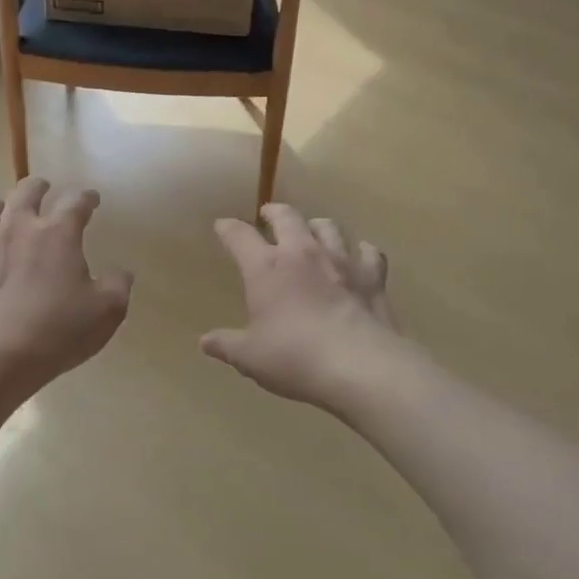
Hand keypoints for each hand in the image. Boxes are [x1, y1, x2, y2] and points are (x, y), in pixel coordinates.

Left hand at [0, 177, 132, 394]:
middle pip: (26, 191)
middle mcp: (18, 227)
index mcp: (57, 233)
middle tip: (44, 188)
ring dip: (0, 207)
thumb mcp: (106, 312)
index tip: (92, 199)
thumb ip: (117, 286)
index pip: (76, 202)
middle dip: (38, 186)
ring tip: (5, 214)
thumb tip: (120, 272)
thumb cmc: (57, 330)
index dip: (87, 198)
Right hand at [202, 205, 398, 407]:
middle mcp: (302, 253)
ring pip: (328, 228)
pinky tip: (362, 255)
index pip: (239, 235)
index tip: (222, 226)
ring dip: (317, 226)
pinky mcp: (372, 277)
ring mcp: (341, 261)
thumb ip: (226, 345)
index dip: (228, 228)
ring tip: (313, 230)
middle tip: (268, 214)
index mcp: (265, 267)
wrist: (360, 366)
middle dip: (274, 212)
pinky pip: (370, 253)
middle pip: (287, 217)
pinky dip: (363, 251)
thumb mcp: (249, 357)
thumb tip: (205, 342)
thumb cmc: (294, 357)